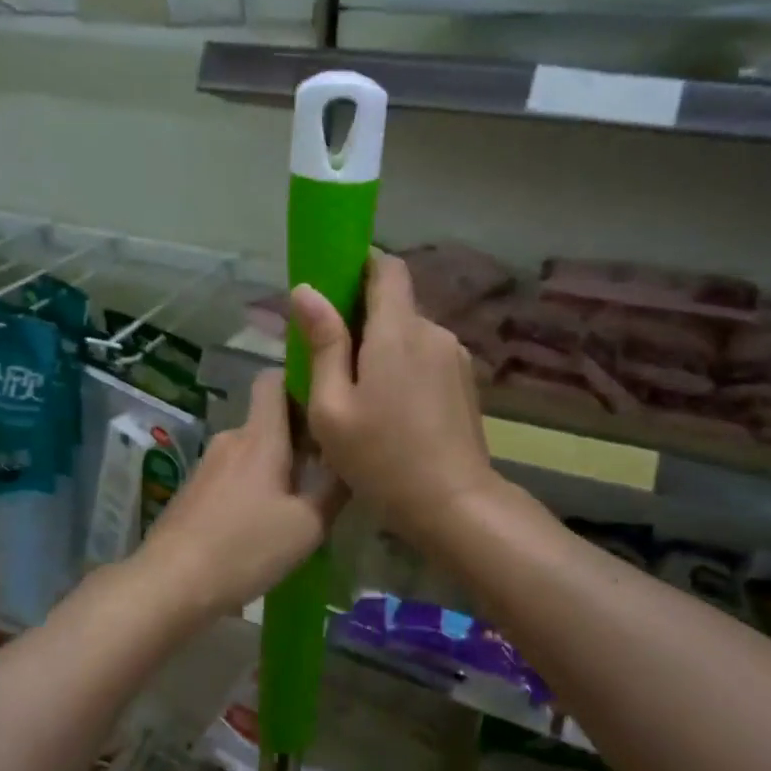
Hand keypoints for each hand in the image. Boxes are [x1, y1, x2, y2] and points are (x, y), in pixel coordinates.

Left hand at [133, 369, 345, 622]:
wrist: (170, 582)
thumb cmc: (244, 548)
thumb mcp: (307, 526)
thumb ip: (334, 489)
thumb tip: (351, 460)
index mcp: (260, 436)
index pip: (273, 379)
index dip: (299, 380)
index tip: (325, 404)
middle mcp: (232, 439)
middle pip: (269, 419)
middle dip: (299, 436)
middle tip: (328, 467)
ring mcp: (208, 464)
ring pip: (253, 450)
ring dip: (277, 465)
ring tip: (300, 502)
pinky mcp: (195, 489)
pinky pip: (235, 472)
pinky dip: (254, 485)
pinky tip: (265, 522)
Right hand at [291, 253, 500, 549]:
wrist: (455, 506)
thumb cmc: (381, 458)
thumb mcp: (332, 406)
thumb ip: (322, 344)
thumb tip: (305, 291)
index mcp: (398, 330)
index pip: (386, 267)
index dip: (358, 264)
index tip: (330, 283)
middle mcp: (433, 331)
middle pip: (394, 303)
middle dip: (360, 317)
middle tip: (328, 355)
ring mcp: (455, 357)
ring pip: (409, 333)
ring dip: (382, 347)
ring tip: (357, 390)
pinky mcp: (465, 381)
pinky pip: (425, 356)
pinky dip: (402, 366)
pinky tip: (389, 408)